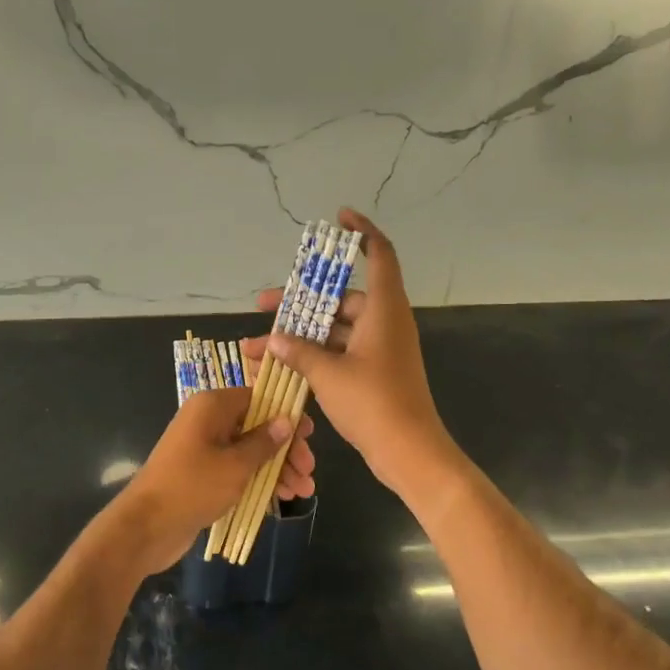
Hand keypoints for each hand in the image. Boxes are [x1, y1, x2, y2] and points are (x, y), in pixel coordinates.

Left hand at [111, 387, 313, 573]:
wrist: (145, 526)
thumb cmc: (192, 486)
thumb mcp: (235, 465)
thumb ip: (264, 442)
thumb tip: (286, 420)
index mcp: (213, 406)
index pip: (258, 397)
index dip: (285, 414)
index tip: (309, 434)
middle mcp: (208, 420)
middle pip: (257, 425)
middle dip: (285, 448)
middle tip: (309, 471)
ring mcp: (204, 447)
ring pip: (250, 450)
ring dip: (277, 468)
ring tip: (304, 491)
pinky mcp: (203, 473)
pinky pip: (238, 468)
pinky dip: (259, 479)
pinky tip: (283, 496)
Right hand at [261, 208, 459, 496]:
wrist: (409, 452)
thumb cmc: (373, 402)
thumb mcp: (328, 374)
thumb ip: (298, 351)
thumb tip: (275, 339)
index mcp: (383, 308)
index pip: (379, 254)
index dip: (362, 231)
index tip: (339, 217)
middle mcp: (384, 321)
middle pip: (341, 297)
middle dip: (301, 300)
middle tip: (265, 303)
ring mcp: (380, 347)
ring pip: (336, 328)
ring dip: (302, 333)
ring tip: (261, 343)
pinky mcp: (375, 370)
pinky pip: (341, 350)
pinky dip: (315, 353)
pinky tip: (282, 364)